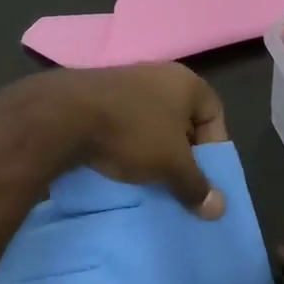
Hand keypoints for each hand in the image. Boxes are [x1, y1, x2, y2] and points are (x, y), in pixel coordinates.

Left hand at [25, 63, 228, 217]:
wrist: (64, 115)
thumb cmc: (133, 132)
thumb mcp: (171, 164)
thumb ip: (196, 185)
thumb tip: (219, 210)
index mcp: (186, 81)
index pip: (214, 114)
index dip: (213, 147)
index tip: (201, 174)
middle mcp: (159, 73)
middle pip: (182, 118)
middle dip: (182, 152)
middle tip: (176, 180)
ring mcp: (126, 80)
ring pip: (151, 121)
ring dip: (152, 148)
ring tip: (147, 177)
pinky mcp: (97, 92)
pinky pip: (123, 120)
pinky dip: (126, 141)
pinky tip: (118, 163)